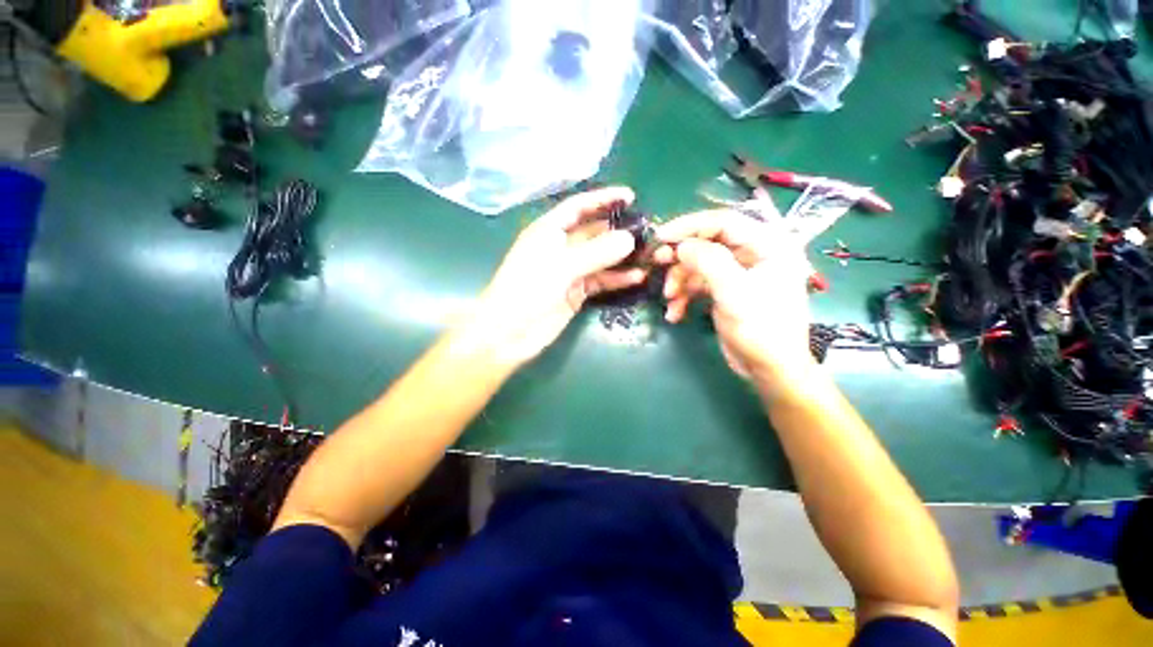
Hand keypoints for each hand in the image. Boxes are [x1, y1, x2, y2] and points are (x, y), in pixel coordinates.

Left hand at [468, 187, 645, 366]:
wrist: (510, 332)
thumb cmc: (527, 290)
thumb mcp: (561, 267)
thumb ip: (596, 253)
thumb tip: (630, 240)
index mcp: (549, 231)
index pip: (579, 207)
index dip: (603, 199)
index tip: (631, 196)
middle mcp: (561, 247)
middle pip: (594, 232)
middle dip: (618, 230)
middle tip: (648, 230)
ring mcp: (569, 270)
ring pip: (600, 258)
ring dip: (622, 256)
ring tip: (649, 255)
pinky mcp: (576, 292)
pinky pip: (601, 280)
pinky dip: (617, 278)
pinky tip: (637, 277)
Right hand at [653, 209, 814, 390]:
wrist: (769, 369)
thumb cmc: (761, 329)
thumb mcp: (735, 293)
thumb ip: (709, 262)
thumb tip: (681, 245)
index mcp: (767, 244)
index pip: (724, 222)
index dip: (690, 226)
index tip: (661, 236)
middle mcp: (753, 253)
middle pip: (707, 243)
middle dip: (681, 256)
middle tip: (657, 263)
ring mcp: (737, 273)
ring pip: (699, 265)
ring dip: (680, 281)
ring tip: (669, 299)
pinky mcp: (725, 290)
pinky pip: (698, 284)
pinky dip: (684, 296)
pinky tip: (675, 313)